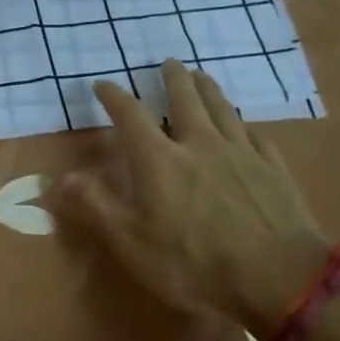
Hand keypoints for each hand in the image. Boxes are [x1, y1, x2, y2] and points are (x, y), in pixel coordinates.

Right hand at [57, 59, 328, 337]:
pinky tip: (246, 126)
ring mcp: (241, 153)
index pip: (131, 116)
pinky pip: (256, 136)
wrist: (280, 278)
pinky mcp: (273, 169)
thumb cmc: (195, 264)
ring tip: (202, 76)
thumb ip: (96, 205)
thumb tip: (59, 178)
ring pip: (223, 109)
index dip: (114, 97)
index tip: (102, 84)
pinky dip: (245, 125)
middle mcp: (199, 144)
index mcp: (160, 160)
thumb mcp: (132, 242)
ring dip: (209, 89)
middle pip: (185, 100)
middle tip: (169, 62)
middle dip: (173, 79)